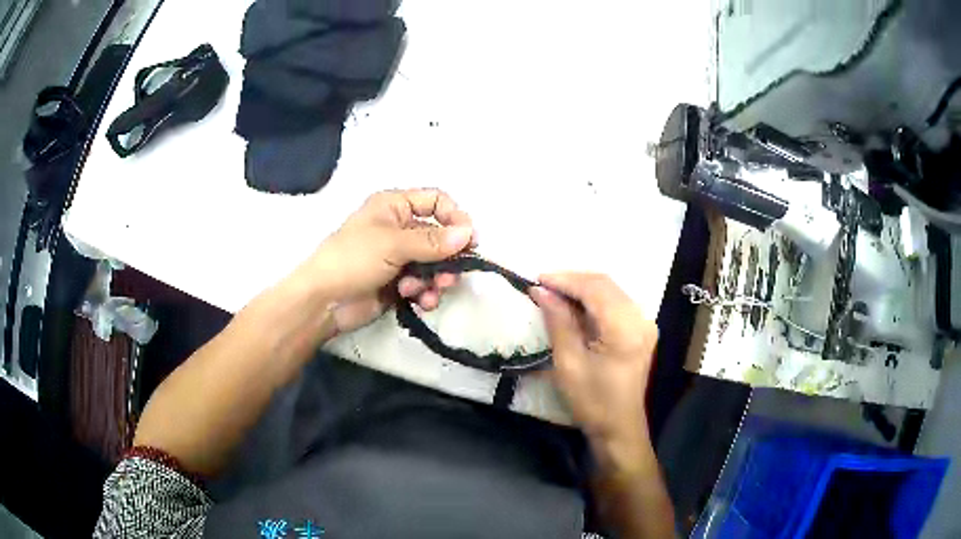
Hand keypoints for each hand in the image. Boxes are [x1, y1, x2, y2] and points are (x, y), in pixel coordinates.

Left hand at [301, 188, 477, 333]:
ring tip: (429, 291)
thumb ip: (432, 241)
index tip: (469, 239)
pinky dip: (426, 293)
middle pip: (439, 237)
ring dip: (436, 279)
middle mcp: (400, 229)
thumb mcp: (392, 244)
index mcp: (394, 207)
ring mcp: (400, 258)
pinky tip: (420, 301)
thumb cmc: (353, 259)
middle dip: (447, 258)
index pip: (435, 201)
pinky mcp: (399, 284)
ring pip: (434, 264)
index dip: (455, 217)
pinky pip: (424, 285)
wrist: (324, 302)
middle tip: (451, 275)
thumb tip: (469, 233)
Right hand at [530, 274, 657, 455]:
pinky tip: (574, 307)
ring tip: (554, 294)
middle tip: (543, 287)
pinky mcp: (641, 330)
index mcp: (625, 328)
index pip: (594, 288)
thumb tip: (542, 291)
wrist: (619, 427)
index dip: (565, 280)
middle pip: (605, 284)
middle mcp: (640, 318)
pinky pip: (616, 303)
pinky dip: (593, 300)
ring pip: (611, 291)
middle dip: (572, 281)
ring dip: (582, 289)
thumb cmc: (592, 401)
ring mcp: (644, 323)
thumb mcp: (569, 362)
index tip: (537, 279)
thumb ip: (558, 321)